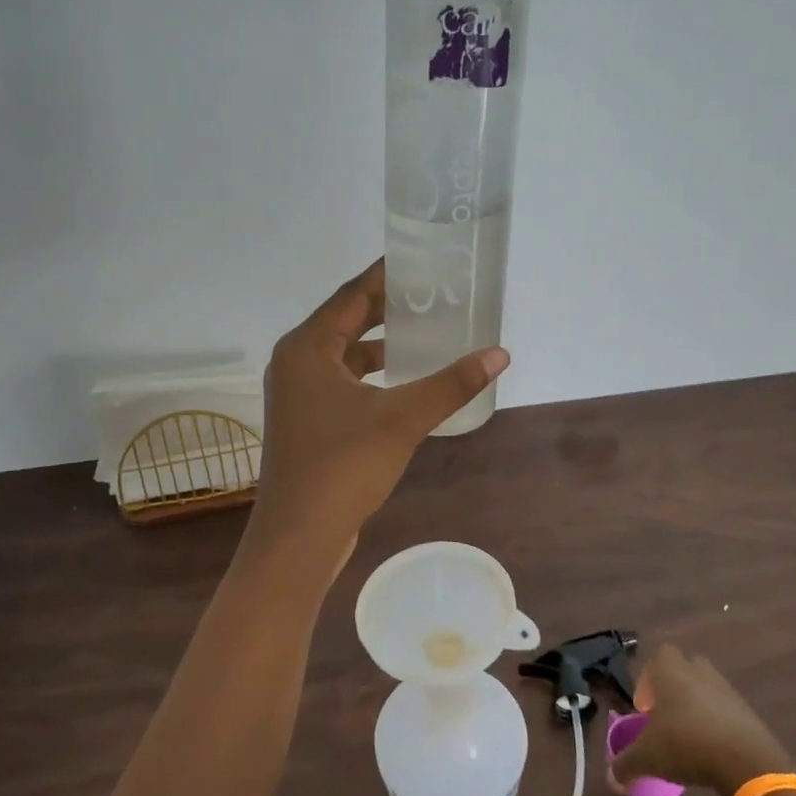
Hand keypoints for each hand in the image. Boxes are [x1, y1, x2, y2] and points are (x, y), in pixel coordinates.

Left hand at [248, 260, 508, 550]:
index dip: (386, 276)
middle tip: (431, 294)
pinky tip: (402, 382)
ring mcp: (297, 394)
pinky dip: (370, 375)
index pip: (352, 295)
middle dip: (387, 309)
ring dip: (379, 344)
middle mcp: (296, 362)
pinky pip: (341, 381)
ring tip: (424, 333)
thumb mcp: (403, 419)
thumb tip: (499, 354)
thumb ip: (451, 384)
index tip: (420, 260)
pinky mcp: (306, 421)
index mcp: (307, 347)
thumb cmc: (343, 466)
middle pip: (346, 321)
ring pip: (343, 354)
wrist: (299, 535)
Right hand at [611, 645, 795, 795]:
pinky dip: (717, 724)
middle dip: (673, 688)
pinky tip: (711, 750)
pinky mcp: (747, 711)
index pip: (657, 658)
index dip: (648, 681)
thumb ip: (625, 765)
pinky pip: (726, 710)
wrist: (746, 761)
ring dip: (696, 705)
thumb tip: (612, 779)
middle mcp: (698, 672)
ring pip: (706, 688)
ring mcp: (726, 690)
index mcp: (671, 672)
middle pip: (684, 668)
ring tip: (688, 737)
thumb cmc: (686, 744)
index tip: (645, 710)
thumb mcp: (647, 757)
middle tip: (665, 717)